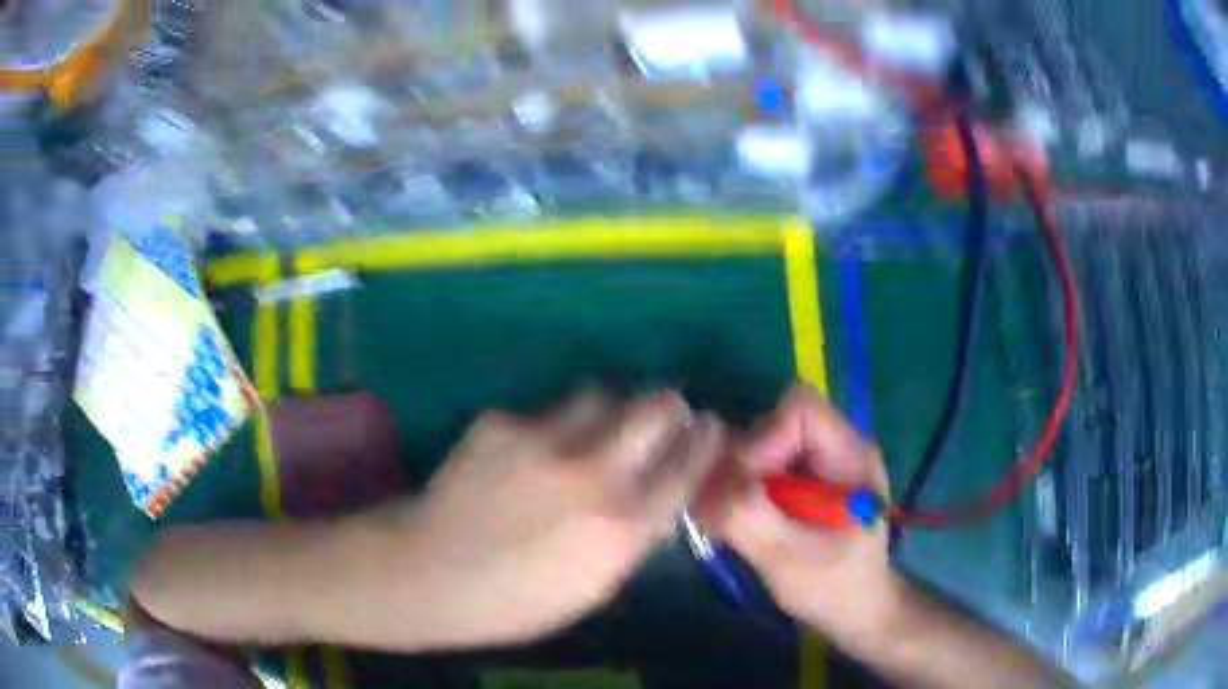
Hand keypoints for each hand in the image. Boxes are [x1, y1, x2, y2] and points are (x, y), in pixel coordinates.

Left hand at [398, 390, 724, 646]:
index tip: (708, 429)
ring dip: (609, 412)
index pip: (689, 464)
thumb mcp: (595, 586)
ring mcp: (544, 440)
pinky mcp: (501, 422)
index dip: (705, 441)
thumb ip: (635, 535)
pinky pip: (543, 412)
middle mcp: (594, 473)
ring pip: (601, 396)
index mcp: (624, 526)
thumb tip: (659, 495)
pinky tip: (526, 456)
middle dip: (669, 409)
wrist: (430, 573)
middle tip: (663, 416)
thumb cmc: (517, 601)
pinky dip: (549, 429)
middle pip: (658, 407)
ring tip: (593, 432)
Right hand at [711, 384, 901, 647]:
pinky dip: (741, 490)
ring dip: (738, 480)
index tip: (746, 489)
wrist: (854, 609)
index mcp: (851, 455)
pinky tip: (742, 523)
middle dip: (744, 465)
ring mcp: (819, 460)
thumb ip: (749, 518)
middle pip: (774, 422)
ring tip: (734, 522)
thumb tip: (705, 481)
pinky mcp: (803, 477)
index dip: (763, 439)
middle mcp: (837, 445)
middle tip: (732, 512)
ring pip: (761, 443)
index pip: (799, 408)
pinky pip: (760, 464)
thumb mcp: (789, 560)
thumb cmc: (833, 588)